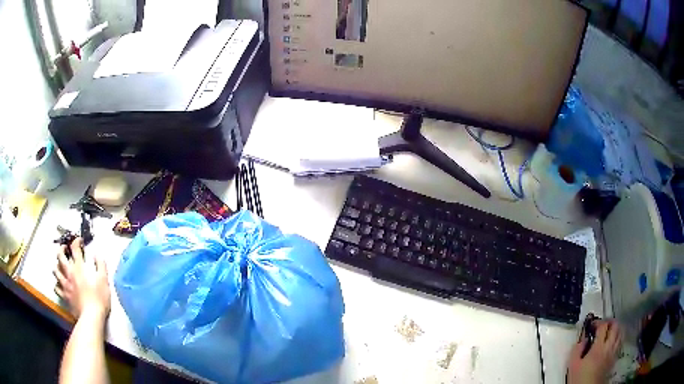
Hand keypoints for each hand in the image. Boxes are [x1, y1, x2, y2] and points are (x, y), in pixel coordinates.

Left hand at [53, 238, 110, 319]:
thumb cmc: (99, 299)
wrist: (91, 317)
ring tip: (60, 266)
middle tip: (64, 248)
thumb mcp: (104, 281)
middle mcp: (69, 273)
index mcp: (79, 267)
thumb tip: (97, 255)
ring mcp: (65, 285)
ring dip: (57, 266)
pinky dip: (57, 284)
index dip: (76, 241)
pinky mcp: (64, 296)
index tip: (79, 241)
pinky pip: (56, 288)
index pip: (74, 248)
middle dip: (61, 249)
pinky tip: (59, 285)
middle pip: (60, 256)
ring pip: (55, 270)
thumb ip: (101, 266)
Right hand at [567, 320, 622, 383]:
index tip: (592, 325)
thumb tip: (583, 338)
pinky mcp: (614, 358)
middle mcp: (608, 347)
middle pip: (615, 326)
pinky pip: (620, 342)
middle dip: (610, 322)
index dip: (598, 322)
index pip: (603, 326)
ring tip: (609, 330)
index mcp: (598, 348)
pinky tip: (613, 341)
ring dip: (616, 328)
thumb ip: (577, 349)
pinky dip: (618, 337)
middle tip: (603, 324)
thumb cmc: (579, 378)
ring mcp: (613, 352)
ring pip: (620, 333)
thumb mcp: (573, 365)